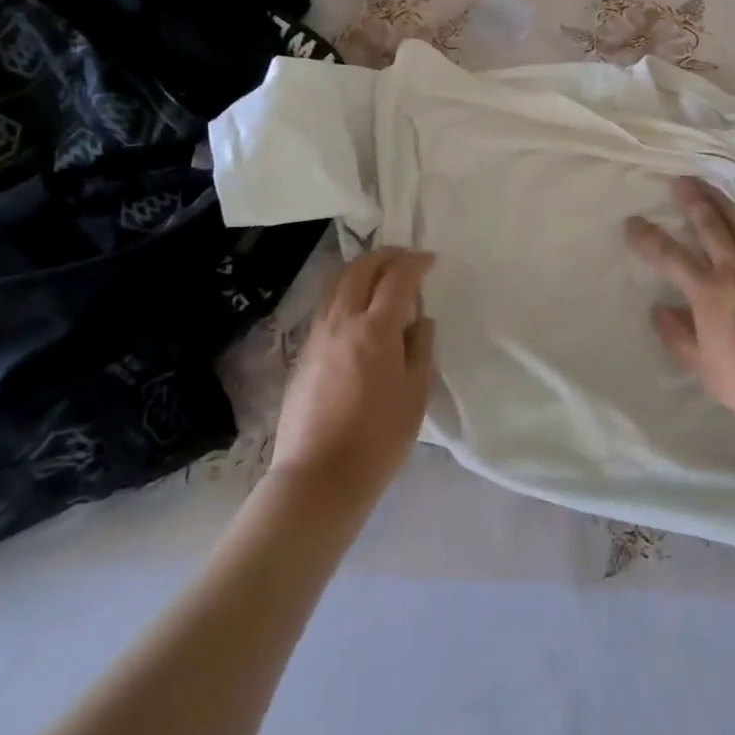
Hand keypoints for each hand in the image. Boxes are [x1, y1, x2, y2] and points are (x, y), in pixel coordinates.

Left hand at [269, 248, 435, 507]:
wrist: (319, 477)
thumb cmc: (378, 439)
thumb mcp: (416, 394)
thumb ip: (420, 349)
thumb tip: (420, 320)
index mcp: (375, 329)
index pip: (397, 278)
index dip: (415, 263)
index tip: (431, 261)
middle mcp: (342, 321)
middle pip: (360, 270)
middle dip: (385, 256)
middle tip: (406, 259)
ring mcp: (317, 335)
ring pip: (336, 283)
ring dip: (361, 269)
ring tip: (380, 274)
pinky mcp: (303, 353)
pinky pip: (326, 305)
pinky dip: (345, 291)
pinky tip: (357, 308)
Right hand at [625, 179, 734, 426]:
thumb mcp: (706, 370)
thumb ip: (679, 338)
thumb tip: (659, 309)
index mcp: (707, 292)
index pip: (669, 256)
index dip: (647, 238)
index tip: (632, 221)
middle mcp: (734, 269)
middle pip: (708, 225)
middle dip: (691, 200)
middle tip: (679, 180)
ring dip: (723, 202)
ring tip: (711, 185)